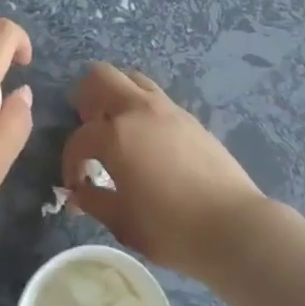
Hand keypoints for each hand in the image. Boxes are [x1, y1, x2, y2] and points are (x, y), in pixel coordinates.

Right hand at [62, 63, 265, 280]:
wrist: (234, 226)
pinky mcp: (190, 117)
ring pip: (131, 79)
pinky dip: (141, 109)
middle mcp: (139, 110)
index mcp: (116, 135)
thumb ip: (95, 202)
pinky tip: (147, 141)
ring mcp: (168, 109)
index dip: (71, 162)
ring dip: (116, 96)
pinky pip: (155, 98)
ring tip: (117, 130)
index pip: (79, 138)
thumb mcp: (123, 223)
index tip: (77, 186)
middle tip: (89, 131)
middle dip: (87, 100)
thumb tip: (79, 193)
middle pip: (101, 77)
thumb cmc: (172, 229)